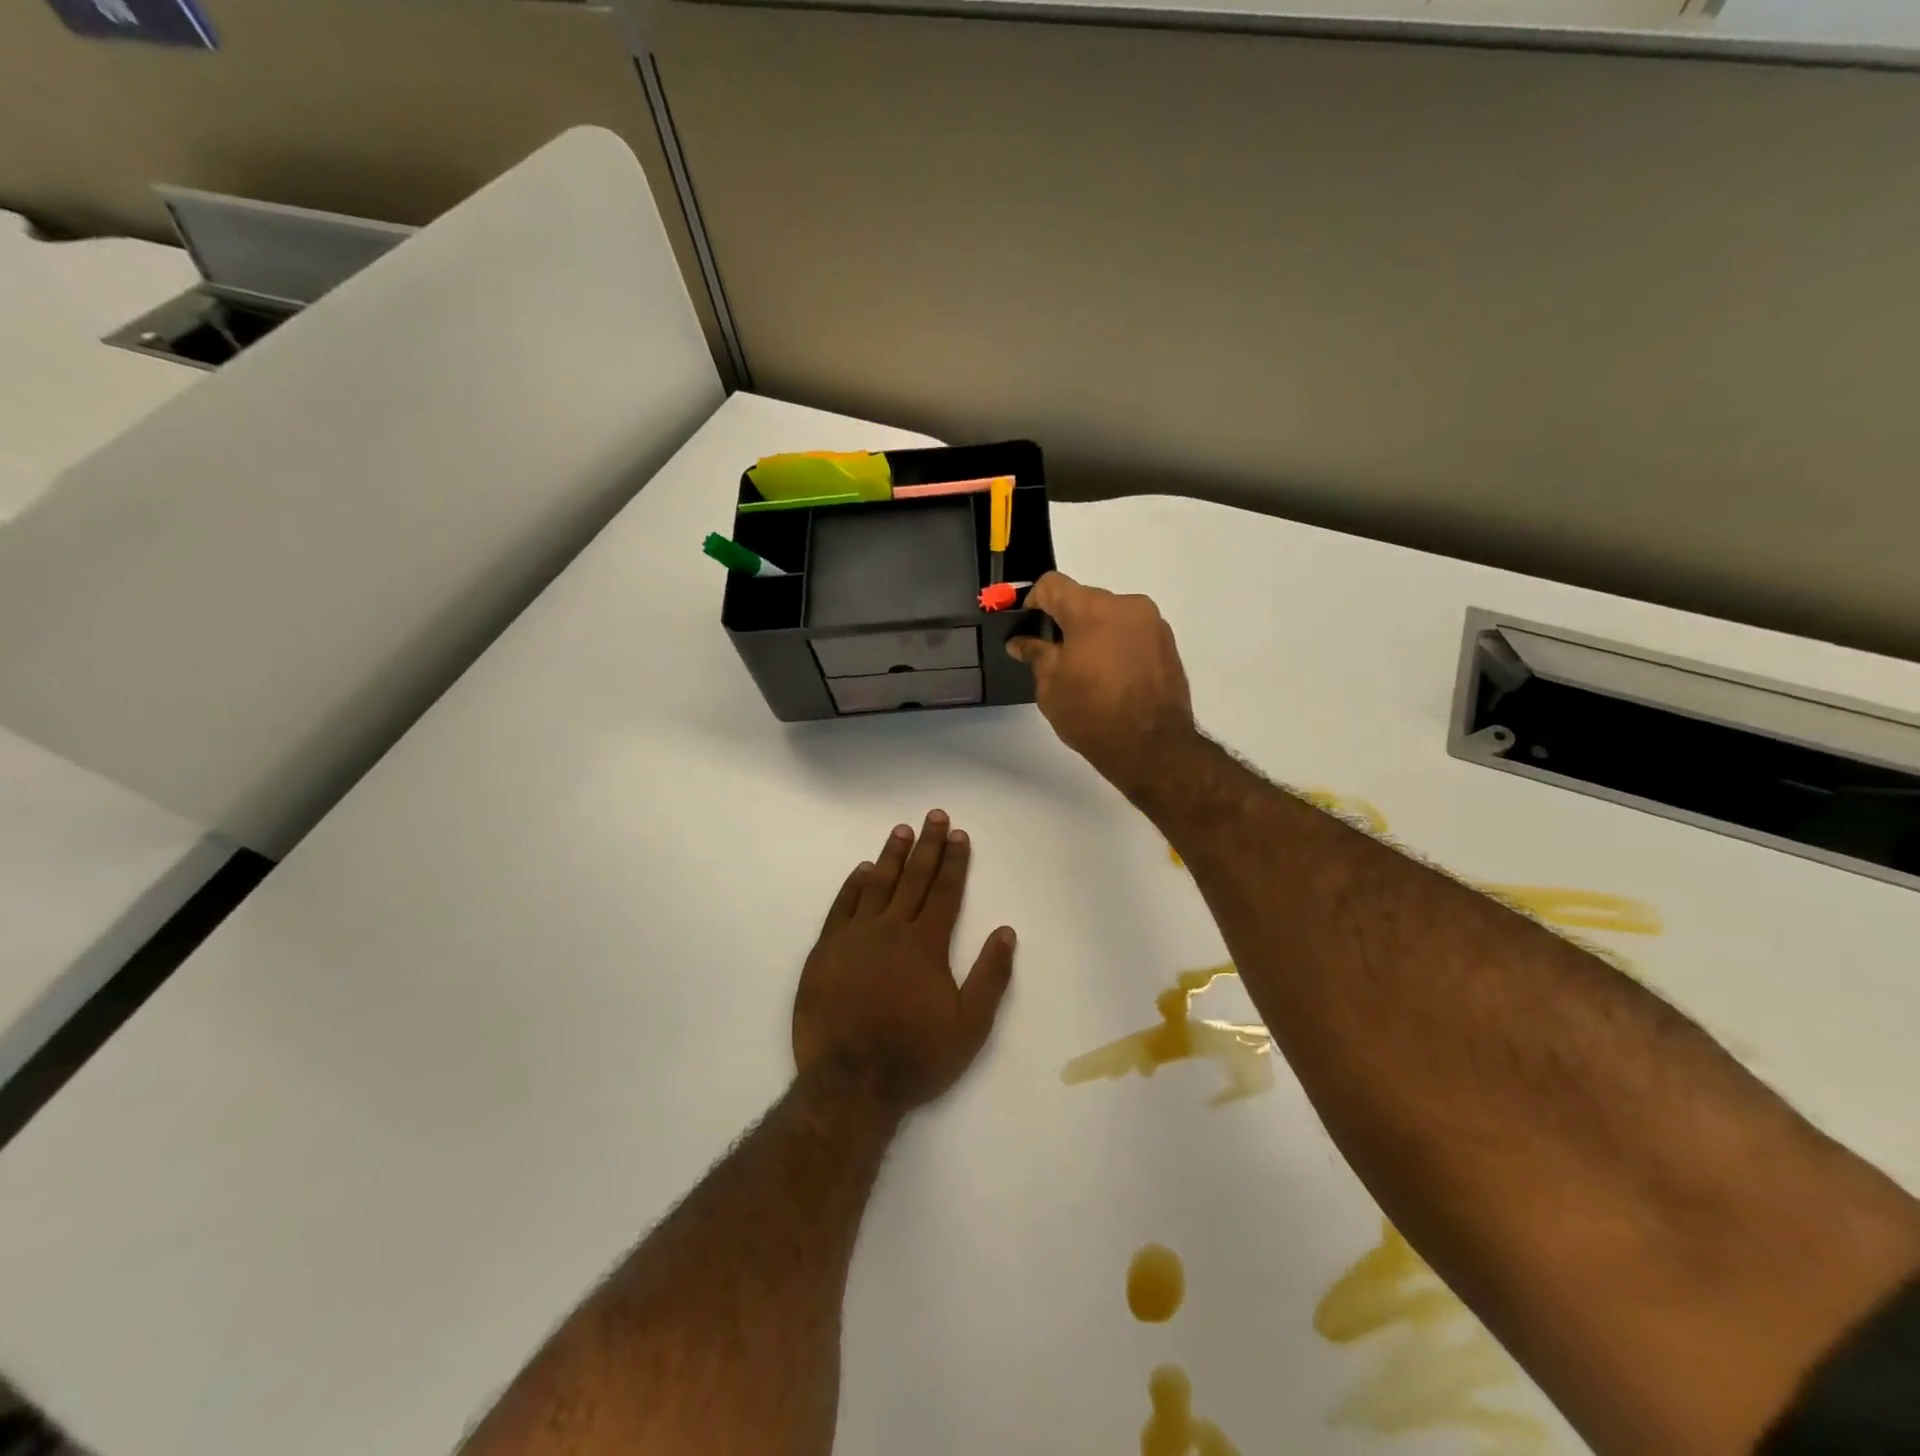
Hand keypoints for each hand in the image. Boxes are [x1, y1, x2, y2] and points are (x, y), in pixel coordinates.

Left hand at [793, 811, 1015, 1114]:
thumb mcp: (969, 1026)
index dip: (955, 861)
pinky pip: (841, 907)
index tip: (959, 834)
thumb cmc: (915, 1056)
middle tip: (935, 816)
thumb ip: (990, 977)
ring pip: (876, 885)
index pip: (945, 892)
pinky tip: (861, 870)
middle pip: (914, 878)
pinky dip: (852, 885)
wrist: (850, 1082)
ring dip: (891, 855)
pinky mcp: (825, 951)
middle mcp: (891, 930)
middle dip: (928, 845)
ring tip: (902, 830)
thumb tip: (1006, 931)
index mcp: (926, 945)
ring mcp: (854, 937)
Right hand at [1007, 572, 1196, 800]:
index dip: (1033, 603)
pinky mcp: (1168, 643)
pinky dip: (1117, 645)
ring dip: (1094, 633)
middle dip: (1066, 621)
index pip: (1052, 585)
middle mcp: (1126, 605)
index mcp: (1092, 610)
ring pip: (1111, 616)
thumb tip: (1022, 641)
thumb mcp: (1051, 687)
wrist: (1152, 747)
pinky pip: (1132, 633)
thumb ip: (1036, 654)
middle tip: (1055, 656)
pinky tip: (1112, 678)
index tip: (1028, 629)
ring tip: (1087, 671)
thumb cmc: (1092, 715)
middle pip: (1084, 599)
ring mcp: (1152, 623)